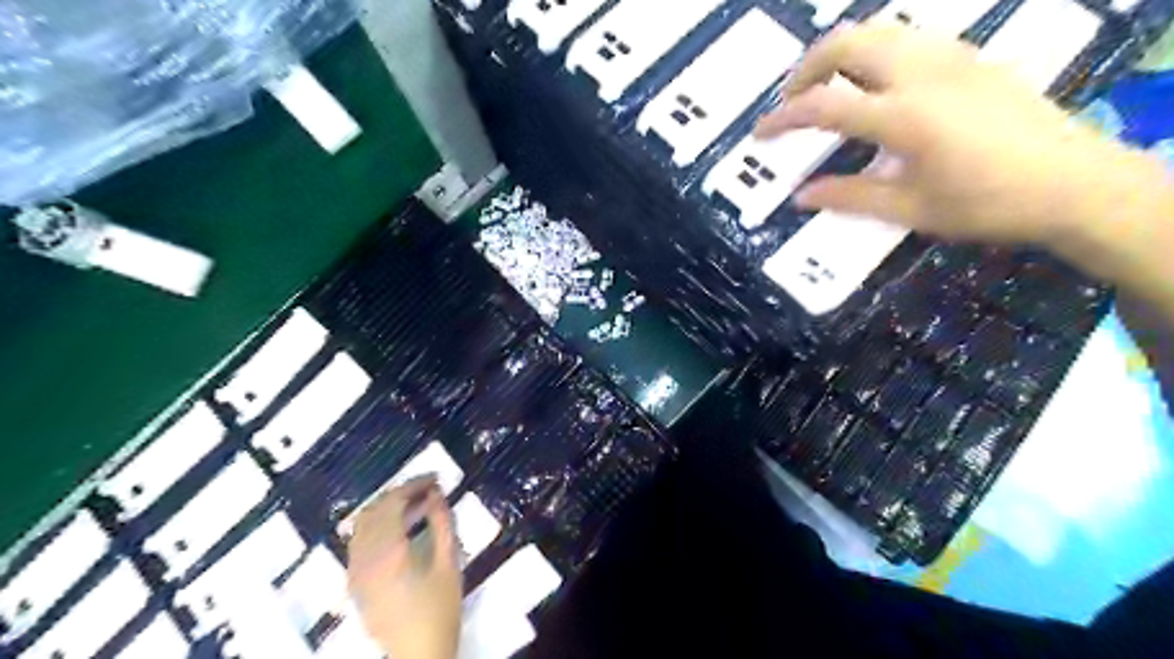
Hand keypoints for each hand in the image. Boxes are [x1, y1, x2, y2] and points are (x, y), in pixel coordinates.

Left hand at [346, 478, 460, 658]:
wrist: (419, 654)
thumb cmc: (439, 609)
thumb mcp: (449, 563)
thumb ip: (442, 523)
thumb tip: (437, 493)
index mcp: (387, 552)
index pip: (392, 503)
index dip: (413, 485)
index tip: (435, 480)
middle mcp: (364, 558)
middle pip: (374, 510)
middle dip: (400, 493)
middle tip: (427, 489)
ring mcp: (355, 571)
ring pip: (362, 525)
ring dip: (386, 509)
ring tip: (416, 505)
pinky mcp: (355, 583)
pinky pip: (359, 542)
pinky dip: (377, 526)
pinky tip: (399, 529)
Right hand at [756, 22, 1167, 249]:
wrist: (1074, 182)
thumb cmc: (987, 204)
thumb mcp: (910, 209)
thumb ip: (850, 196)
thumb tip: (801, 195)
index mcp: (904, 116)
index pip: (825, 105)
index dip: (783, 118)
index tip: (760, 133)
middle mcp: (922, 73)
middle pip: (848, 42)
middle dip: (807, 68)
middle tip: (792, 102)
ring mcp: (950, 57)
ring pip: (879, 30)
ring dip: (840, 53)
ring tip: (827, 89)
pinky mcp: (970, 57)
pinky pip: (908, 38)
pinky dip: (875, 51)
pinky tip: (875, 84)